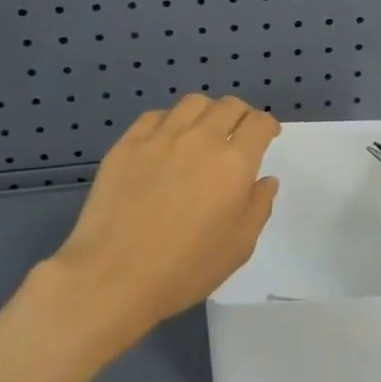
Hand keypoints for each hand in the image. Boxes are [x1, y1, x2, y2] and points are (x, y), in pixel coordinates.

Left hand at [46, 96, 281, 347]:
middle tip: (238, 133)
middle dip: (241, 115)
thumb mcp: (240, 246)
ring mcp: (160, 138)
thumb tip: (264, 180)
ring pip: (193, 103)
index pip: (259, 123)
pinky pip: (155, 116)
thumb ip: (259, 206)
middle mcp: (201, 139)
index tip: (267, 135)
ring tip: (203, 131)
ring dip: (206, 112)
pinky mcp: (127, 145)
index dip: (268, 125)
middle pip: (229, 106)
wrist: (113, 278)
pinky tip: (165, 142)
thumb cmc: (185, 268)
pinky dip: (169, 122)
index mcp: (234, 163)